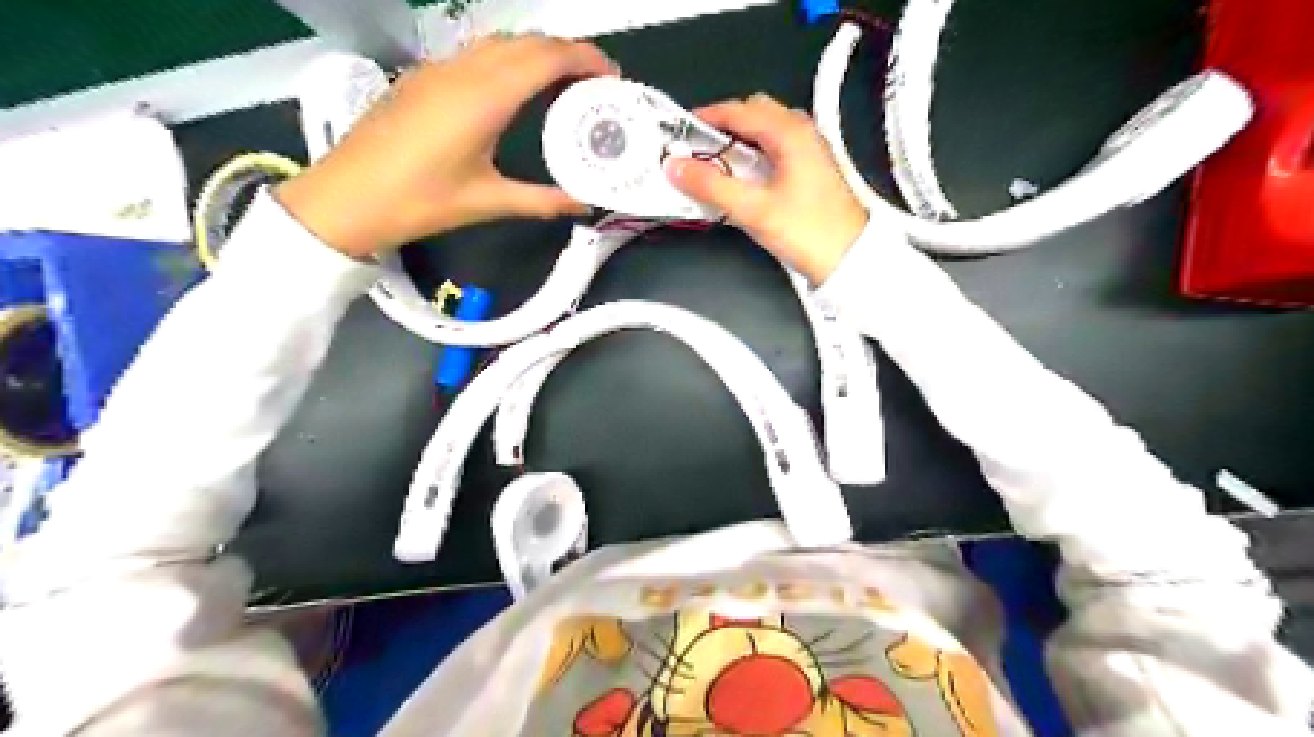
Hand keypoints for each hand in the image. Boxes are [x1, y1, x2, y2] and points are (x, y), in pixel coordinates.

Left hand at [275, 37, 621, 260]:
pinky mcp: (423, 78)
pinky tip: (515, 89)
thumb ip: (541, 200)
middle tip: (594, 83)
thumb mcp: (487, 202)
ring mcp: (439, 69)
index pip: (547, 57)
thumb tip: (581, 204)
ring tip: (562, 83)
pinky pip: (476, 53)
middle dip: (567, 52)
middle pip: (527, 41)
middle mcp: (464, 70)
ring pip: (500, 41)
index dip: (585, 59)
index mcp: (485, 97)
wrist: (348, 197)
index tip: (612, 76)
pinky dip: (509, 59)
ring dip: (536, 51)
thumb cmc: (421, 201)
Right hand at [670, 89, 869, 285]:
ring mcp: (809, 151)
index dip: (704, 118)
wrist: (850, 259)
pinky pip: (775, 150)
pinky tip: (741, 181)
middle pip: (752, 114)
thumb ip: (711, 186)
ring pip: (764, 133)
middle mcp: (802, 134)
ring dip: (738, 143)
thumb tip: (678, 168)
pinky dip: (753, 157)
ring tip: (715, 168)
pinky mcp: (811, 171)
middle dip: (721, 128)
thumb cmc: (810, 233)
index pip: (737, 110)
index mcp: (790, 133)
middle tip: (696, 152)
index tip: (679, 134)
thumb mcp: (753, 210)